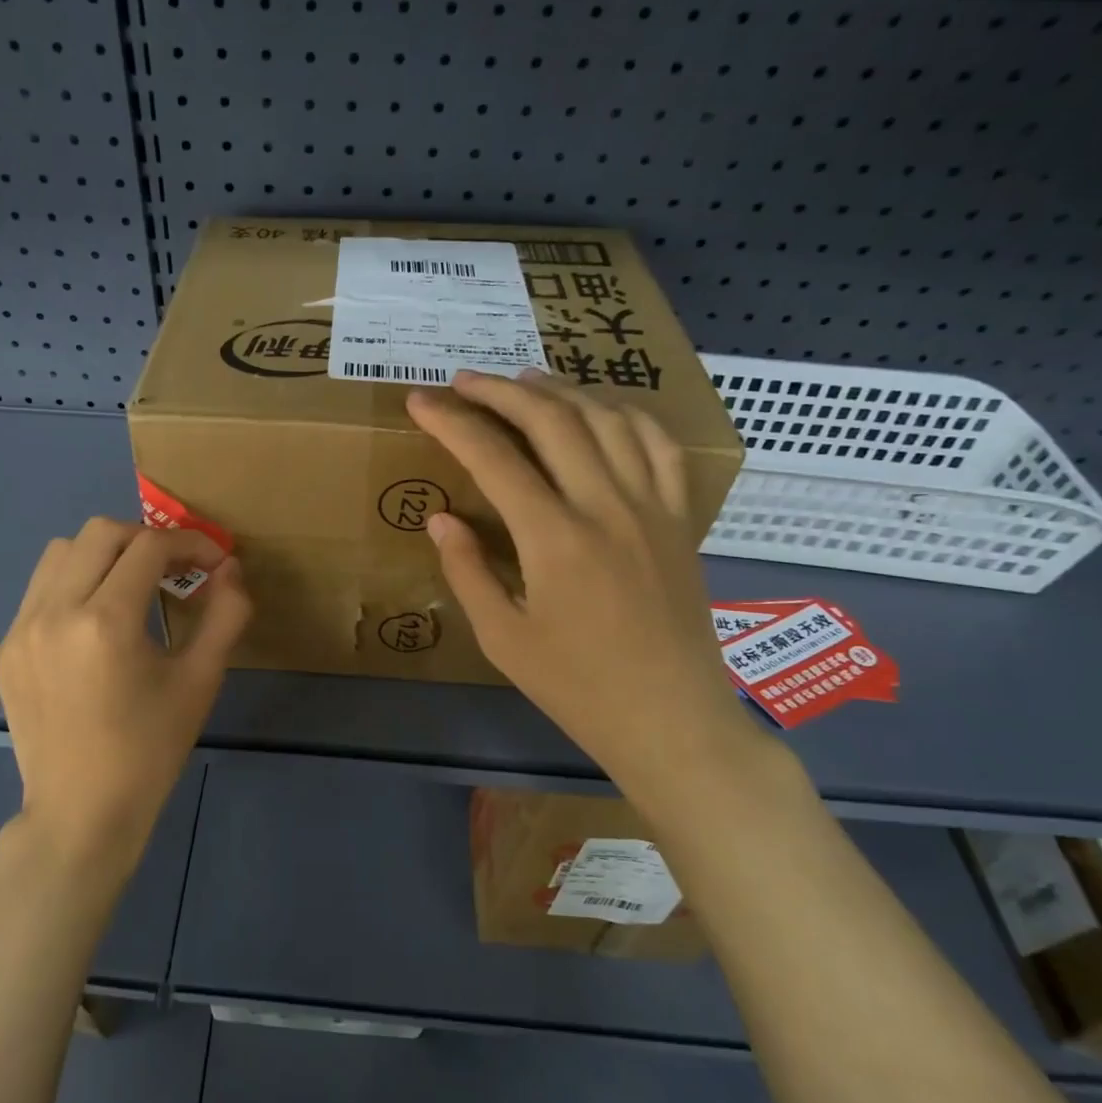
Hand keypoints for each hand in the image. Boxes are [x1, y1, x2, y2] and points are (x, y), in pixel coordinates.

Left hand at [0, 517, 250, 872]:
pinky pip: (41, 590)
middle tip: (174, 569)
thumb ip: (225, 614)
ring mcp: (21, 629)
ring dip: (105, 554)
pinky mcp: (6, 648)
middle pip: (101, 532)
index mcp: (106, 622)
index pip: (150, 547)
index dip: (190, 543)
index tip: (213, 562)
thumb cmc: (150, 749)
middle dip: (146, 539)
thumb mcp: (200, 680)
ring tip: (133, 586)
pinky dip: (75, 584)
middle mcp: (55, 612)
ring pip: (62, 551)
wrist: (82, 812)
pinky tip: (96, 622)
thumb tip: (230, 568)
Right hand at [407, 370, 759, 796]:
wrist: (673, 721)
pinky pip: (659, 446)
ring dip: (561, 391)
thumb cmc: (578, 688)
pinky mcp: (680, 518)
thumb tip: (441, 519)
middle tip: (464, 381)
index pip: (494, 458)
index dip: (451, 423)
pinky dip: (627, 415)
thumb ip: (467, 572)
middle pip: (552, 420)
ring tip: (525, 381)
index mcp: (554, 539)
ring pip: (607, 420)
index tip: (420, 401)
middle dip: (501, 391)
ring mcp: (652, 507)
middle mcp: (606, 506)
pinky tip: (602, 411)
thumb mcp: (503, 640)